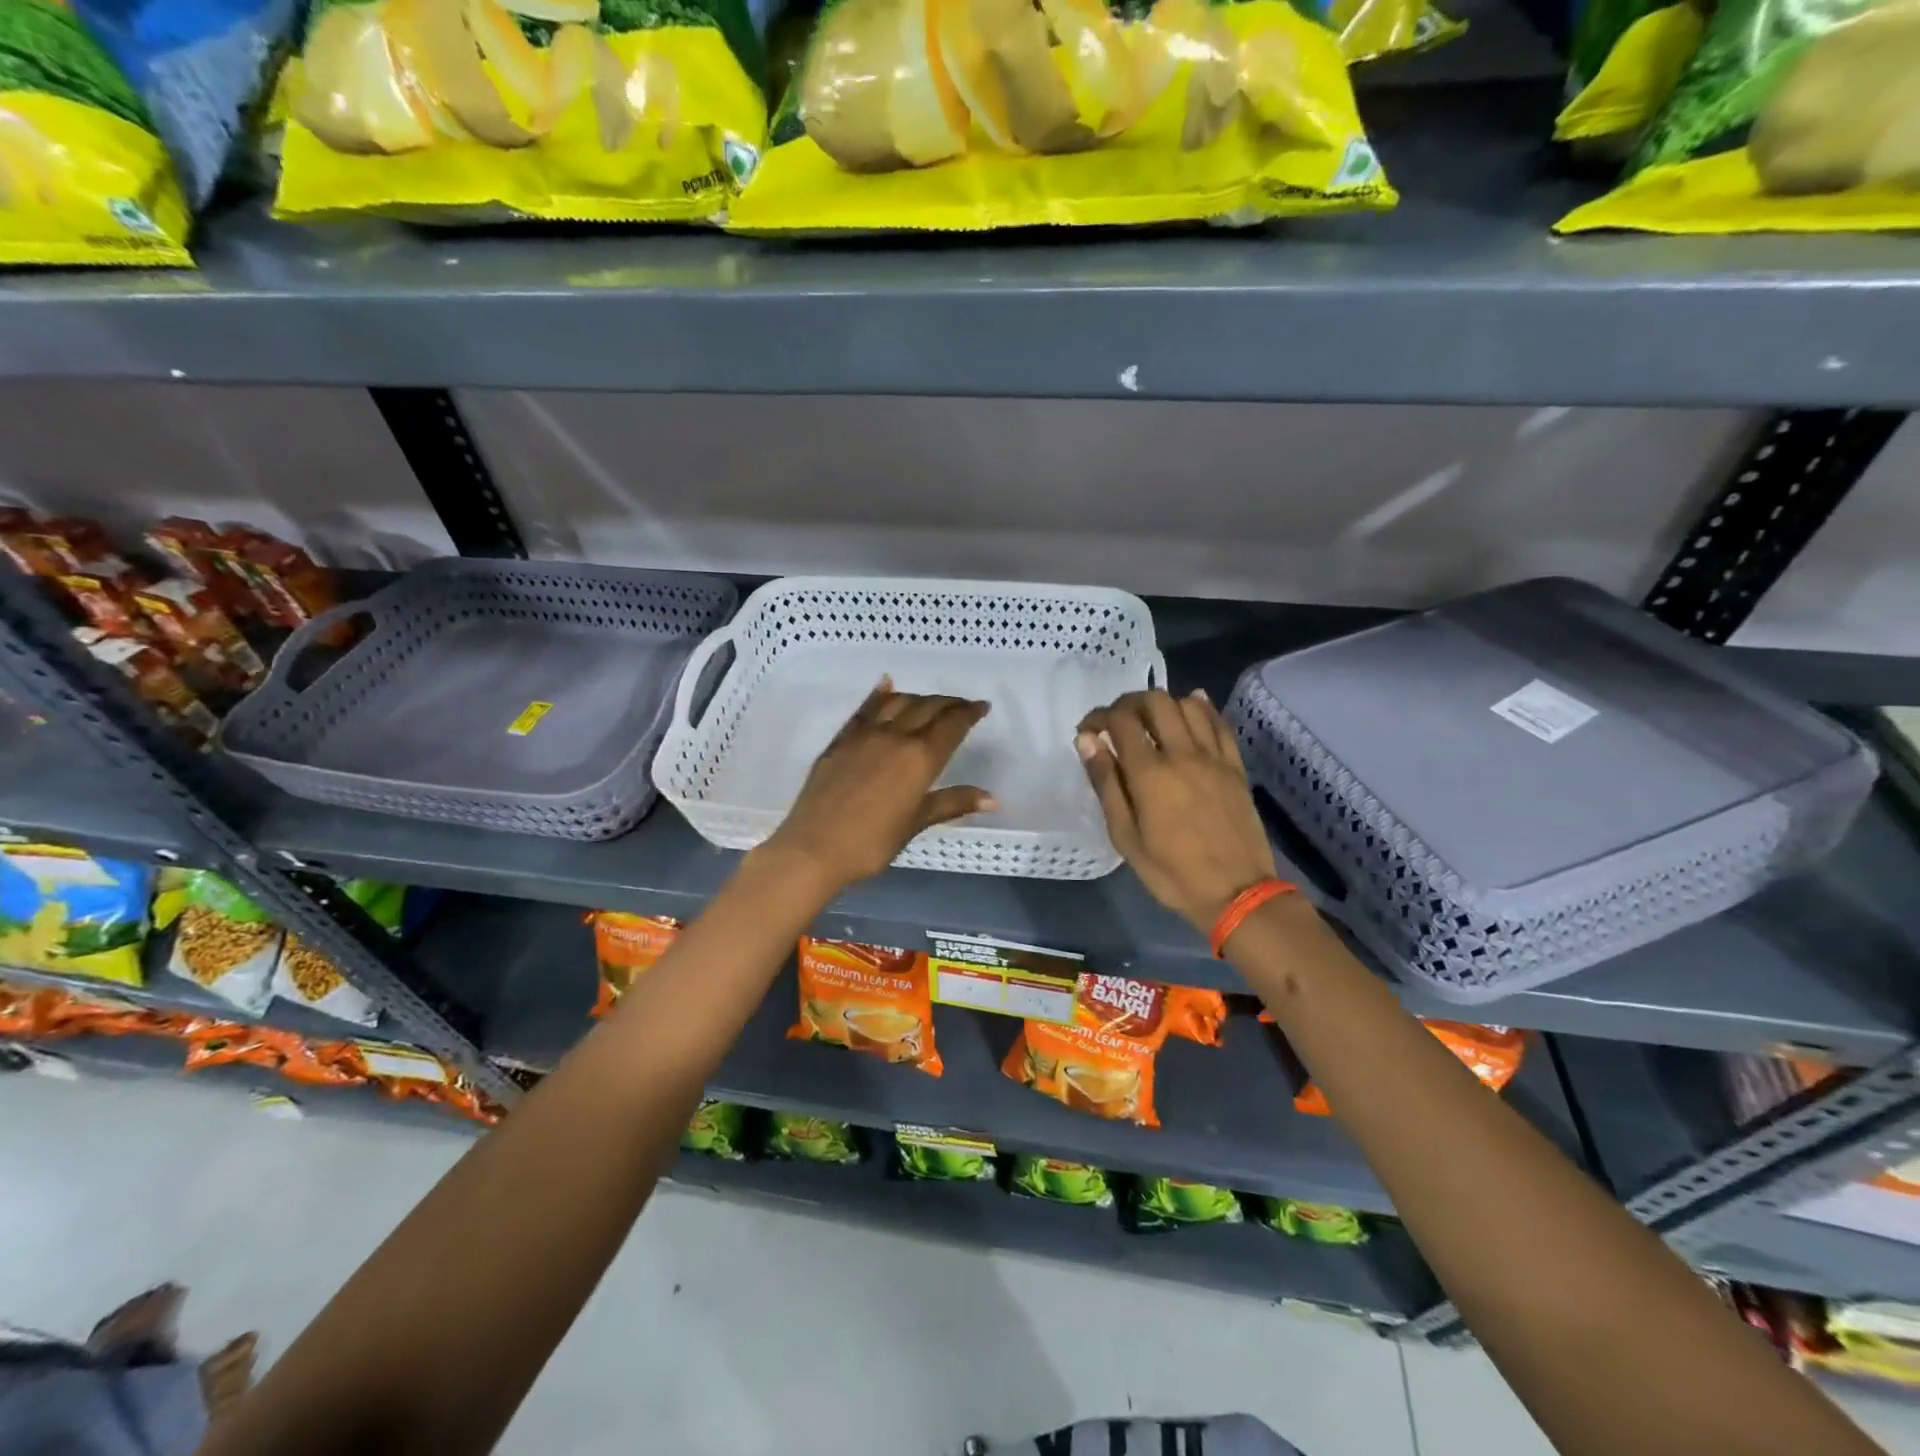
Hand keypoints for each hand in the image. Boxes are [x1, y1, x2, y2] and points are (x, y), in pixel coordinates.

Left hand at [757, 677, 994, 894]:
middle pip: (927, 708)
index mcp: (919, 758)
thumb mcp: (915, 823)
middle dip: (949, 703)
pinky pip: (864, 710)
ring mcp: (864, 735)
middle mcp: (894, 737)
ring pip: (897, 702)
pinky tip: (886, 685)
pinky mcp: (840, 741)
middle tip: (962, 705)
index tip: (982, 707)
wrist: (813, 848)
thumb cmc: (871, 843)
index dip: (969, 713)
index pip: (951, 725)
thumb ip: (952, 803)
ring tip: (930, 702)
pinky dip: (879, 695)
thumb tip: (992, 799)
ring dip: (919, 698)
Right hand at [1077, 689, 1277, 932]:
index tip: (1087, 730)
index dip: (1098, 716)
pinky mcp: (1235, 766)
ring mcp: (1213, 757)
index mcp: (1150, 773)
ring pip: (1188, 704)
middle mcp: (1182, 754)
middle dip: (1129, 703)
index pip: (1119, 720)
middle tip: (1117, 723)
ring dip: (1163, 704)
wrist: (1237, 893)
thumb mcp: (1125, 836)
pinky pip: (1219, 723)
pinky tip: (1190, 710)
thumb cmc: (1171, 872)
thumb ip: (1106, 784)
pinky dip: (1201, 708)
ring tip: (1150, 722)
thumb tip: (1086, 741)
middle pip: (1155, 701)